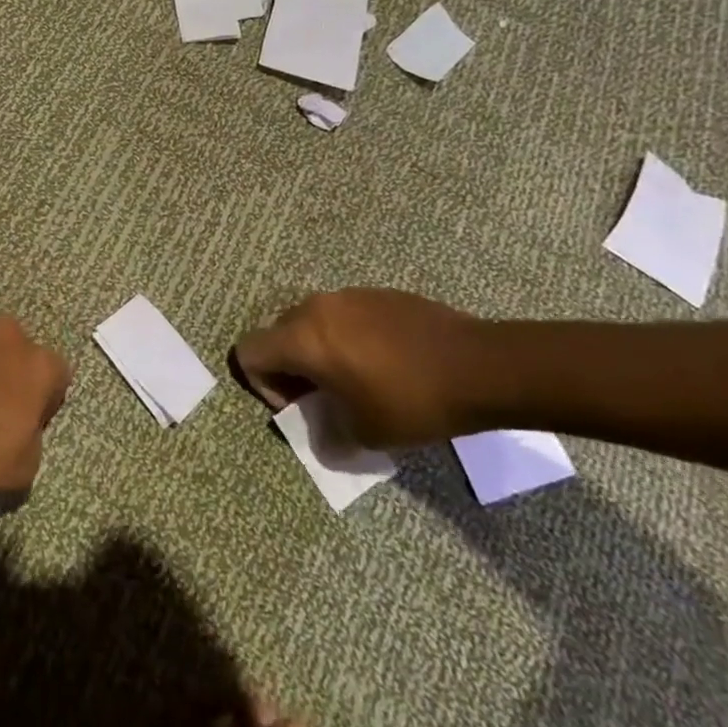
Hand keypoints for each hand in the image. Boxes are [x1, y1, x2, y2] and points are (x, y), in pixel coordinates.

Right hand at [232, 289, 489, 447]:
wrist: (479, 365)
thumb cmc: (412, 400)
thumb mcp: (364, 432)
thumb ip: (328, 431)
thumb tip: (322, 430)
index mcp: (302, 338)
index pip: (248, 351)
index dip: (261, 383)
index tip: (298, 406)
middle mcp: (315, 308)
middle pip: (277, 334)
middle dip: (290, 368)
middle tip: (322, 398)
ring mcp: (347, 295)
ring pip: (311, 322)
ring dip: (318, 351)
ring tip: (355, 381)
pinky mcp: (377, 294)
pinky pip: (343, 315)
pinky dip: (346, 338)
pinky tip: (384, 364)